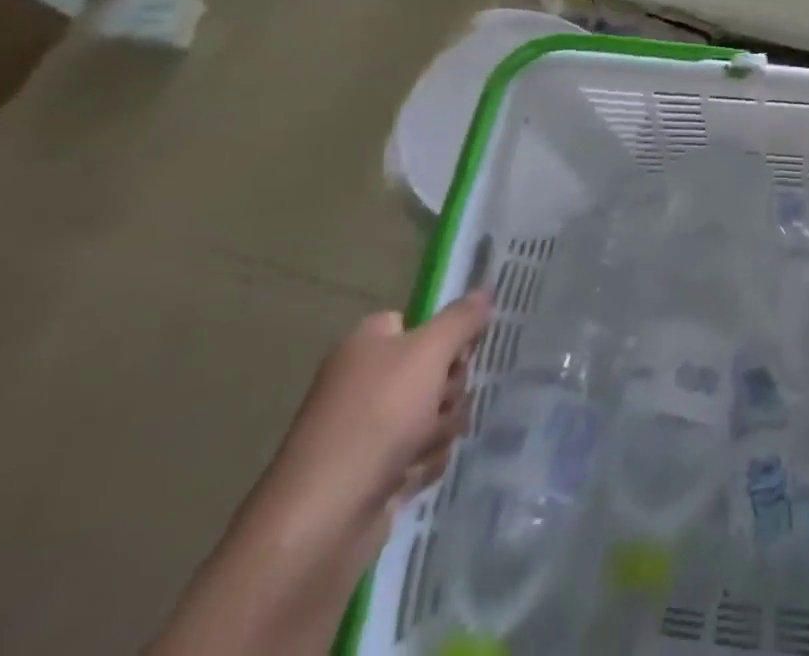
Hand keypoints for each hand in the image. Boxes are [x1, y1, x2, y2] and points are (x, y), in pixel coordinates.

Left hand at [260, 292, 490, 554]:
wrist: (322, 520)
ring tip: (425, 447)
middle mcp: (364, 382)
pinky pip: (420, 454)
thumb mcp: (429, 352)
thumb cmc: (376, 418)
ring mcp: (367, 431)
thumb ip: (462, 318)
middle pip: (433, 369)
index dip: (446, 335)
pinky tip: (413, 475)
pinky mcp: (373, 474)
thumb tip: (486, 288)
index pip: (417, 322)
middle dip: (449, 389)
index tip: (465, 351)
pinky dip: (424, 463)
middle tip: (442, 401)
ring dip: (441, 428)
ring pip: (433, 413)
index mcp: (367, 344)